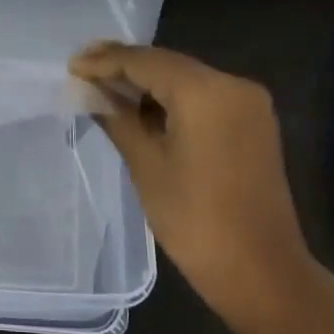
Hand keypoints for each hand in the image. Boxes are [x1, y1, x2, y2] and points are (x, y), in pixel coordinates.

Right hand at [70, 42, 327, 330]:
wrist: (261, 273)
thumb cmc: (195, 220)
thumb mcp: (146, 164)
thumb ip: (117, 118)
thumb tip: (91, 92)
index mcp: (206, 92)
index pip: (145, 62)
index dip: (105, 61)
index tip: (71, 65)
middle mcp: (233, 85)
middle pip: (168, 64)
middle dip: (125, 65)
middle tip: (83, 67)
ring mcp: (248, 103)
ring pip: (185, 78)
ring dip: (147, 81)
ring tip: (103, 84)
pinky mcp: (252, 123)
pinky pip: (203, 96)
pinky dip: (171, 97)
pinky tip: (140, 105)